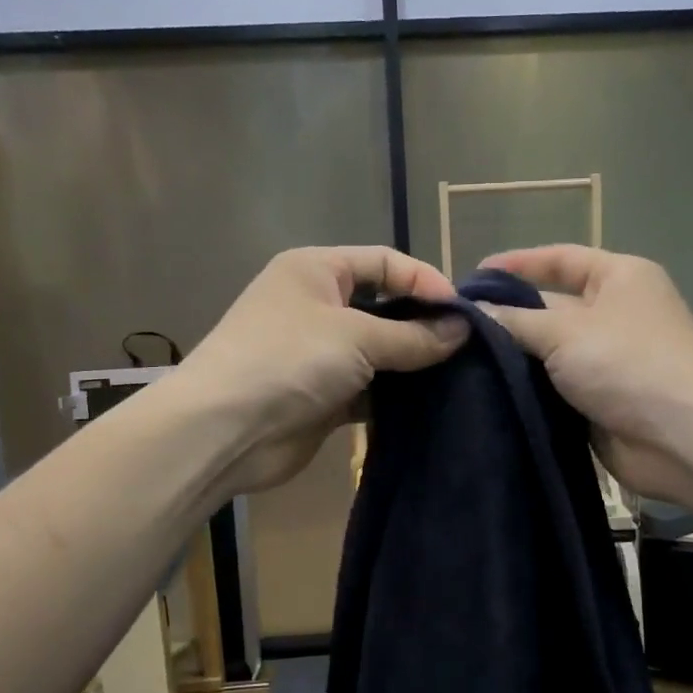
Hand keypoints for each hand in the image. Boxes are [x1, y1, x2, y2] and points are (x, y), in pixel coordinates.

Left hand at [180, 246, 467, 494]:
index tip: (463, 312)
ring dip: (412, 363)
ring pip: (379, 352)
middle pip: (384, 306)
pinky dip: (395, 396)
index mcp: (316, 271)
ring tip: (458, 376)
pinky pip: (370, 389)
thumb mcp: (356, 336)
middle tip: (468, 347)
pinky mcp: (324, 397)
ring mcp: (319, 354)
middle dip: (423, 324)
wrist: (225, 430)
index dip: (424, 280)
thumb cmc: (288, 360)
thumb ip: (413, 335)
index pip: (384, 262)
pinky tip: (430, 404)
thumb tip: (463, 330)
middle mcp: (317, 306)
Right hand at [478, 246, 692, 507]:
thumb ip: (515, 320)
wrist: (681, 439)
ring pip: (550, 349)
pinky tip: (487, 389)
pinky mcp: (600, 398)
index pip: (560, 259)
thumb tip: (475, 311)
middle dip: (509, 313)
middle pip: (552, 305)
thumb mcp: (565, 331)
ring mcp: (608, 359)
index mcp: (619, 278)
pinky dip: (528, 387)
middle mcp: (615, 313)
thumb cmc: (627, 364)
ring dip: (515, 355)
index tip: (472, 277)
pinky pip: (556, 385)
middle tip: (457, 324)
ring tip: (461, 357)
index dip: (517, 264)